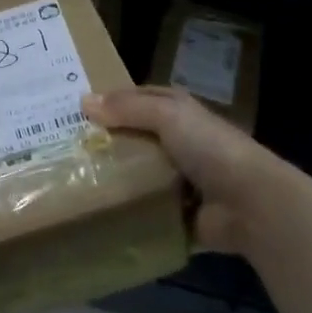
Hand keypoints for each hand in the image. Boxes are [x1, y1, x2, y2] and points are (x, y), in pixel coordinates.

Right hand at [82, 86, 294, 256]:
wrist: (250, 204)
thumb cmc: (210, 149)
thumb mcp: (168, 115)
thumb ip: (127, 108)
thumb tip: (83, 101)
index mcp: (179, 113)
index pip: (135, 100)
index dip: (107, 101)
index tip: (70, 109)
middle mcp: (178, 142)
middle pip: (131, 137)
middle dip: (102, 141)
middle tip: (61, 147)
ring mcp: (177, 179)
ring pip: (134, 173)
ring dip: (110, 177)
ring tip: (69, 180)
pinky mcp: (175, 212)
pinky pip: (142, 208)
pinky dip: (124, 210)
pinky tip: (94, 211)